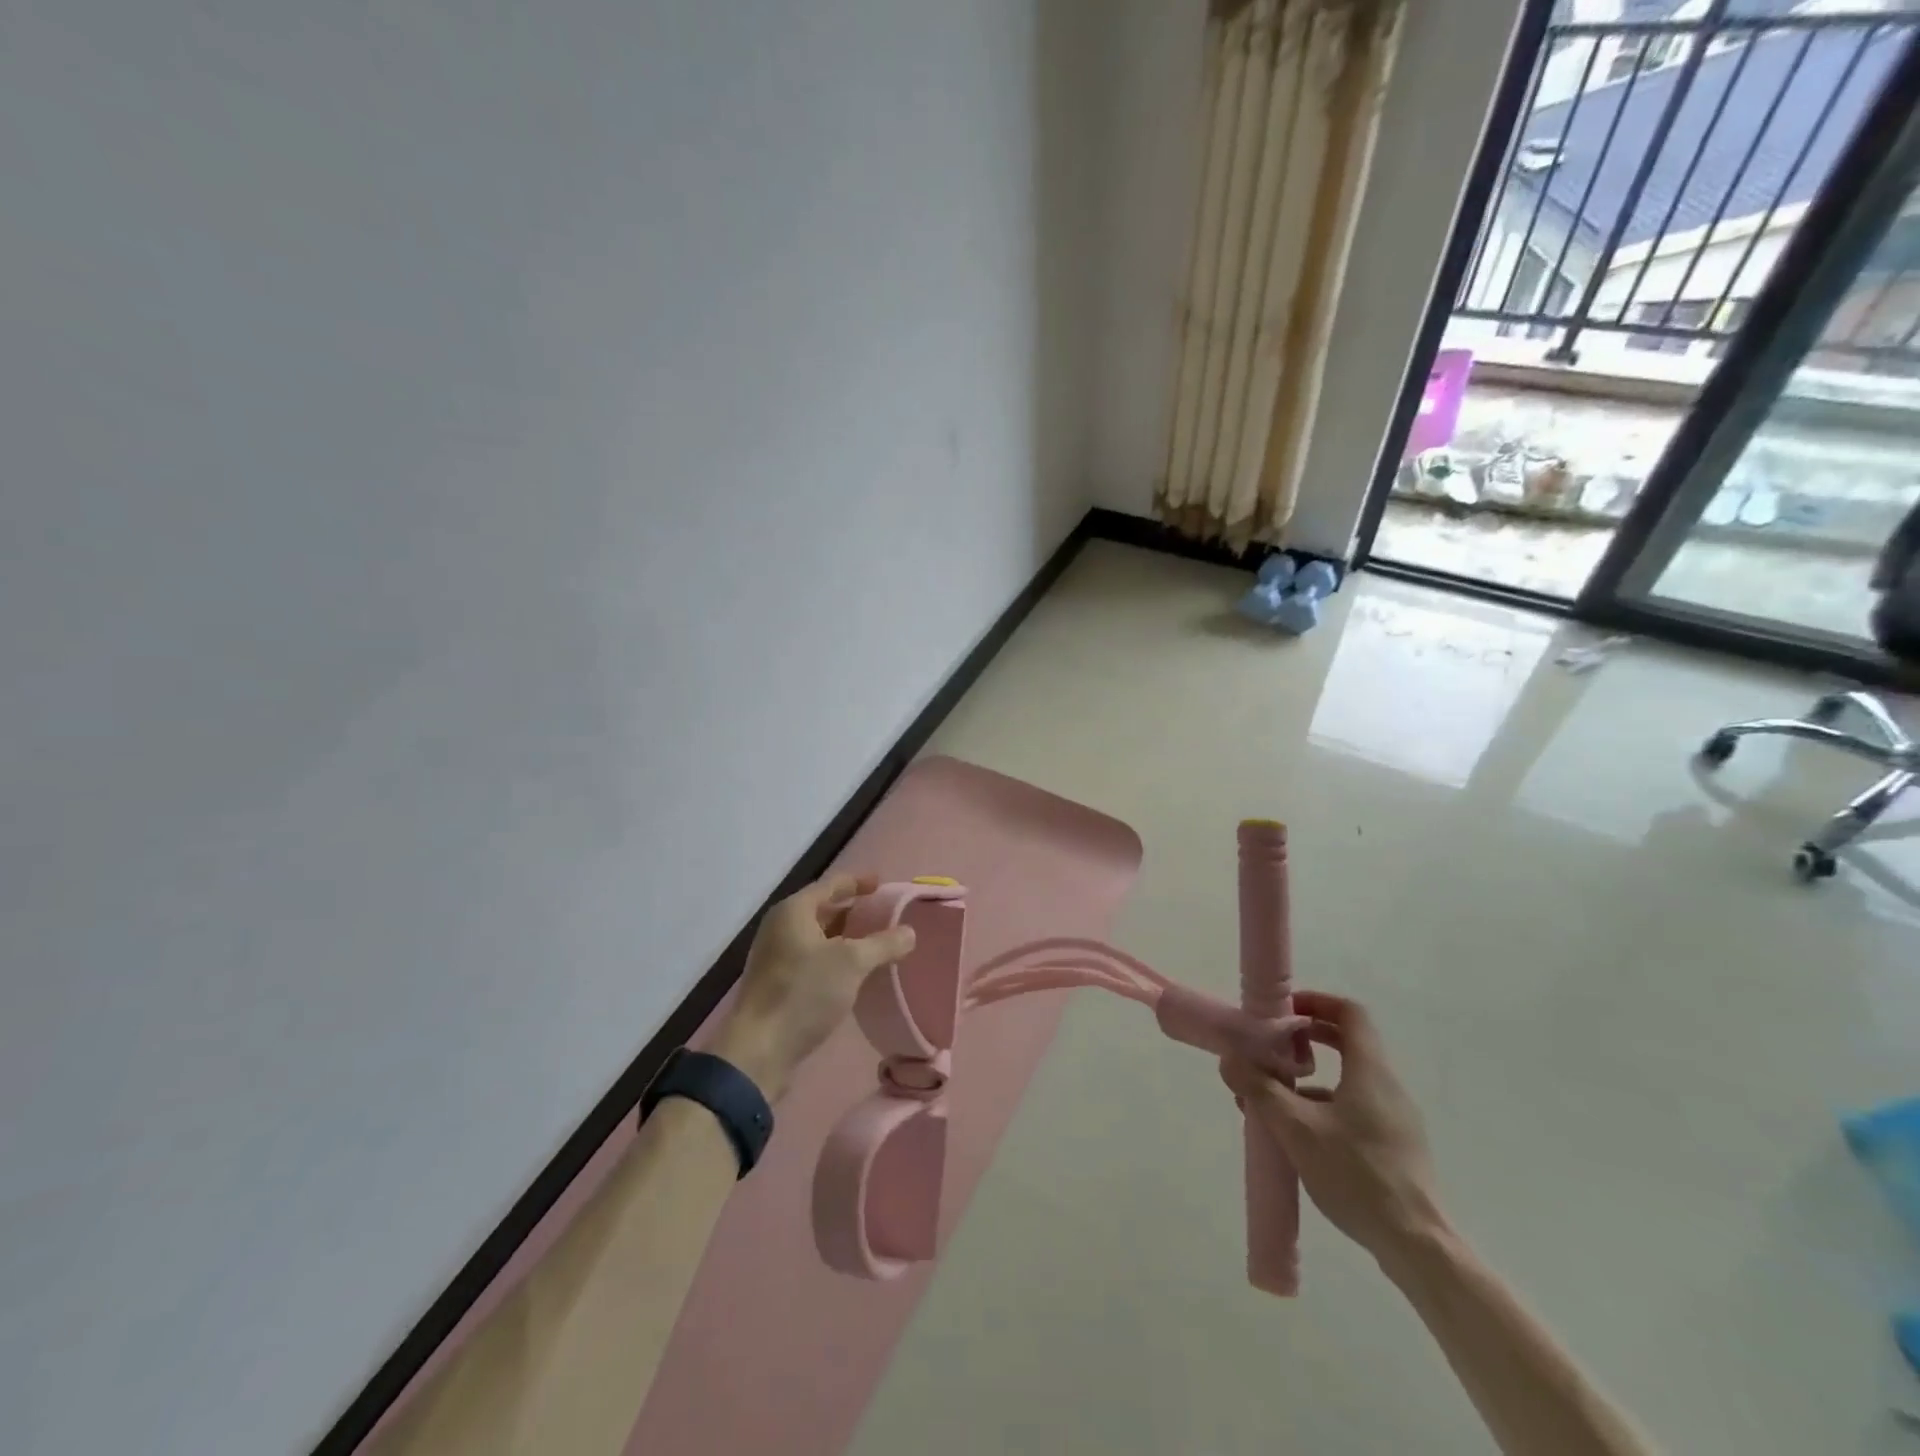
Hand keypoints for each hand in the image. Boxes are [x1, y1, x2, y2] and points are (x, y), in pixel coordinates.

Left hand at [710, 873, 914, 1101]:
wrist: (758, 1051)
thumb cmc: (804, 993)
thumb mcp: (852, 963)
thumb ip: (883, 944)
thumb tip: (910, 932)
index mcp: (793, 911)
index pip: (830, 885)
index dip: (857, 882)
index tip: (881, 884)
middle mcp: (780, 927)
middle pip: (822, 910)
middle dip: (853, 911)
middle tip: (883, 916)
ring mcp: (775, 957)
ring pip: (817, 937)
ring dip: (845, 938)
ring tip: (874, 944)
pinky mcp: (777, 984)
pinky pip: (811, 960)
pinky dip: (834, 959)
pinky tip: (853, 974)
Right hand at [1221, 990, 1447, 1268]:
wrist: (1418, 1246)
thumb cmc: (1357, 1175)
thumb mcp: (1296, 1129)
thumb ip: (1260, 1090)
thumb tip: (1229, 1060)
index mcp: (1370, 1070)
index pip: (1350, 1012)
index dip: (1316, 1002)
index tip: (1283, 1011)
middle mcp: (1387, 1086)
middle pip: (1349, 1042)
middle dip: (1307, 1038)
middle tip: (1273, 1046)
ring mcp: (1395, 1118)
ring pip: (1349, 1079)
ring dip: (1311, 1078)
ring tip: (1273, 1097)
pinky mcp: (1395, 1147)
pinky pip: (1355, 1108)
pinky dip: (1325, 1106)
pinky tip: (1298, 1136)